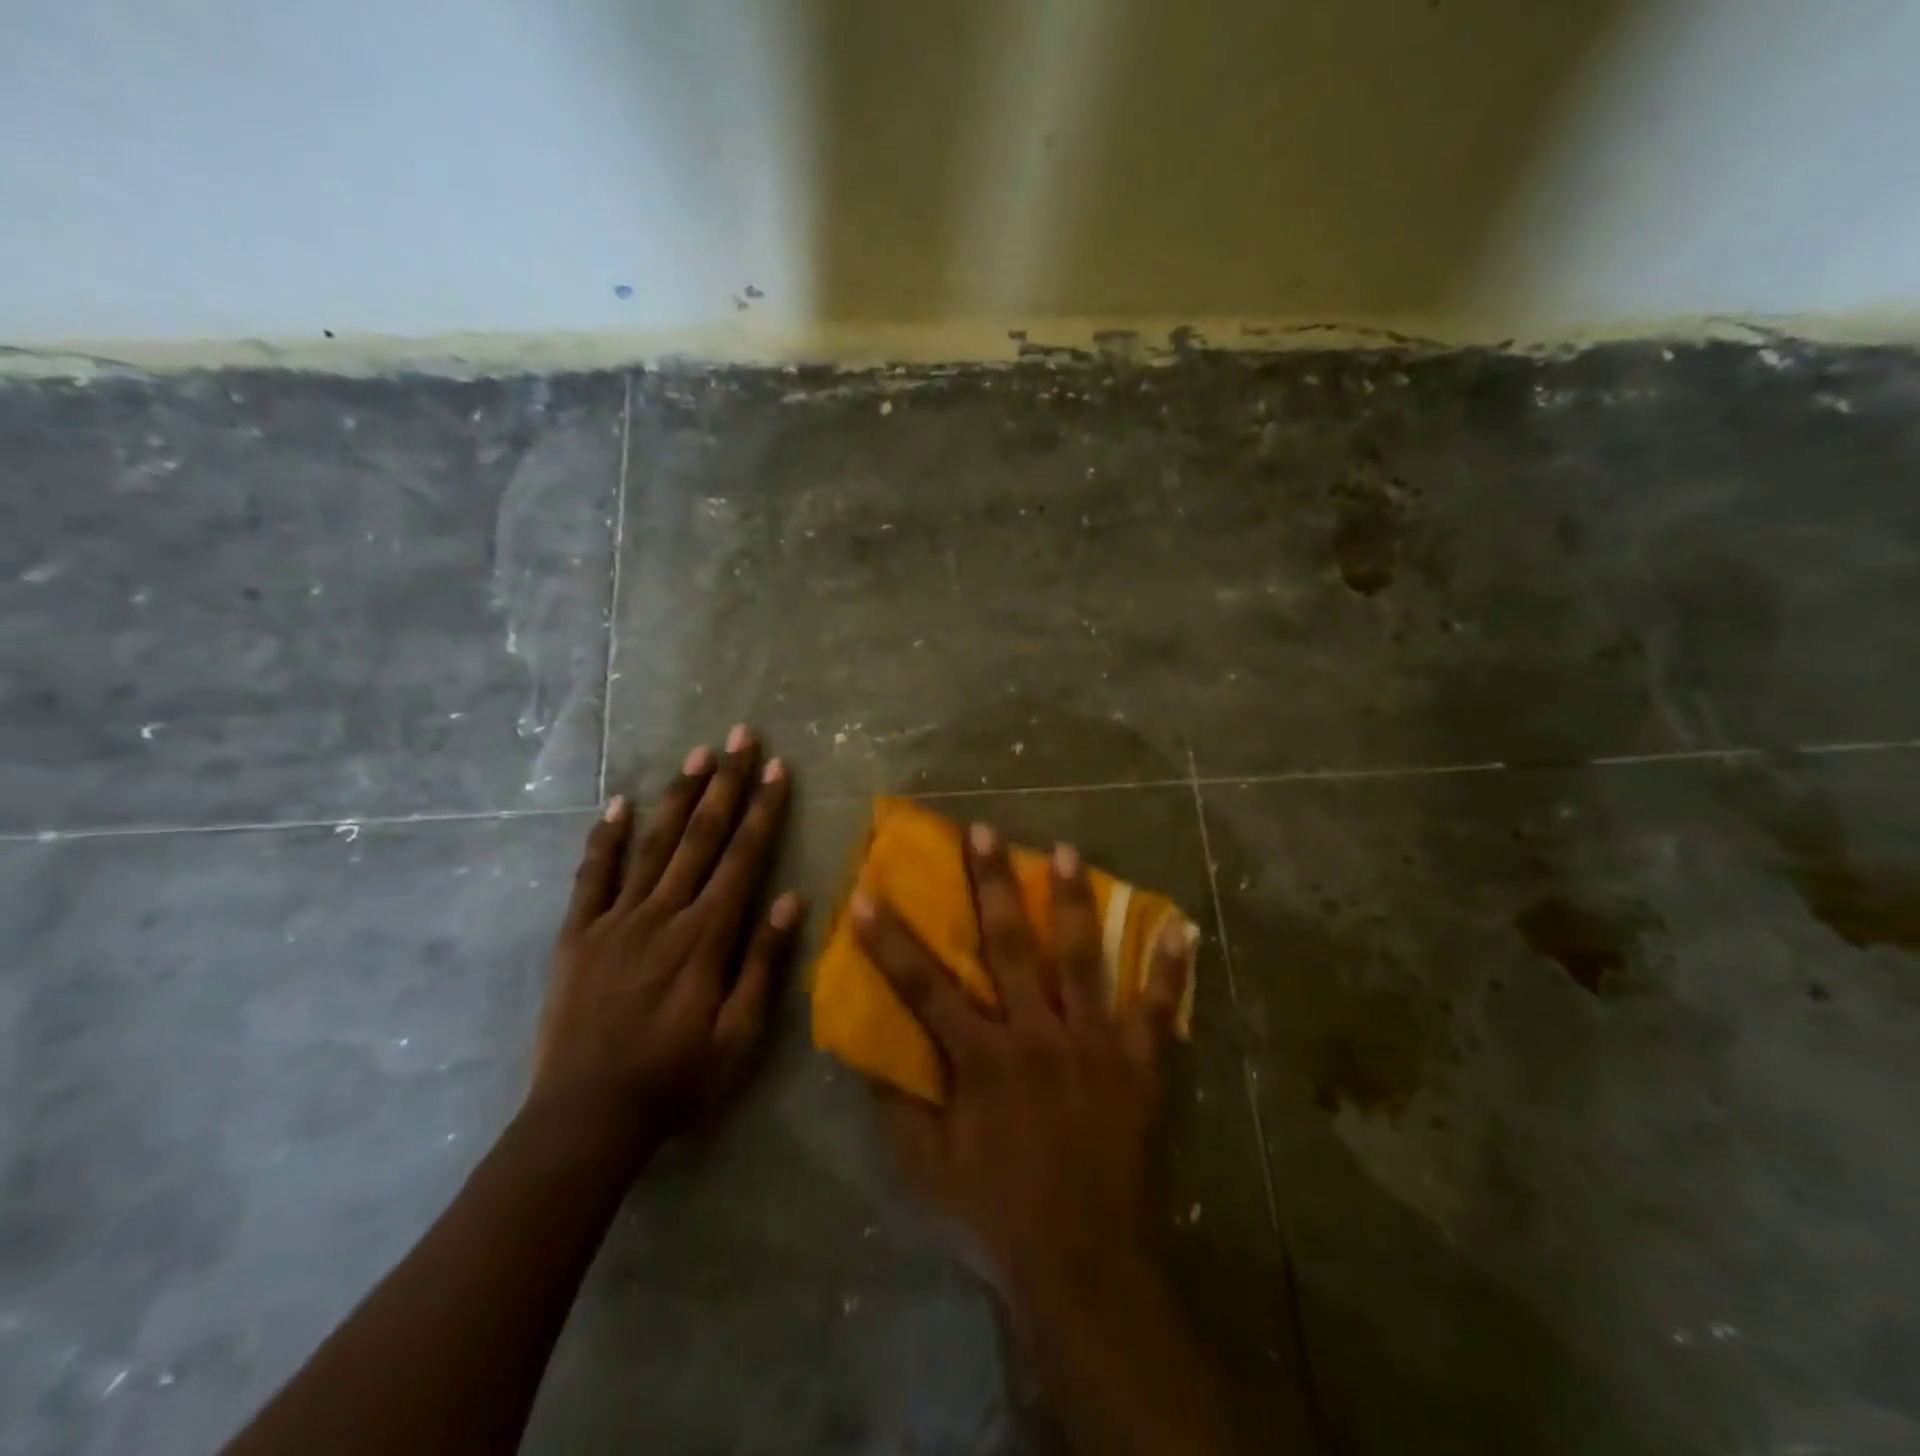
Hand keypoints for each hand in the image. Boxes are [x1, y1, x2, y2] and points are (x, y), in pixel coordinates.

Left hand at [530, 725, 804, 1158]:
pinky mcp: (577, 935)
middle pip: (701, 836)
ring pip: (653, 844)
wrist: (586, 1118)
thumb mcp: (739, 1036)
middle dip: (725, 783)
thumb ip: (764, 963)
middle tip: (740, 736)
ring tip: (696, 754)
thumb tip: (790, 899)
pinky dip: (605, 838)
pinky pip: (592, 876)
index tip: (775, 768)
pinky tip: (618, 804)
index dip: (762, 809)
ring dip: (678, 796)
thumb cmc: (676, 1079)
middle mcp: (663, 914)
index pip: (742, 857)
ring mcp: (615, 920)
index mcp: (706, 936)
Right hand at [850, 823, 1193, 1312]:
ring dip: (1072, 901)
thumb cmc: (999, 1216)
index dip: (891, 941)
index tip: (867, 893)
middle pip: (1010, 946)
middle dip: (992, 884)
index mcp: (983, 1060)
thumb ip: (897, 1106)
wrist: (1086, 1265)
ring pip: (1082, 958)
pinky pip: (1159, 1008)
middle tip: (984, 831)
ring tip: (1065, 850)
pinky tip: (1182, 926)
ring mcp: (1095, 1045)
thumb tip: (867, 1051)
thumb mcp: (927, 1170)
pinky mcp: (1140, 1064)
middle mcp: (1038, 1035)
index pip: (925, 987)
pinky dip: (1170, 967)